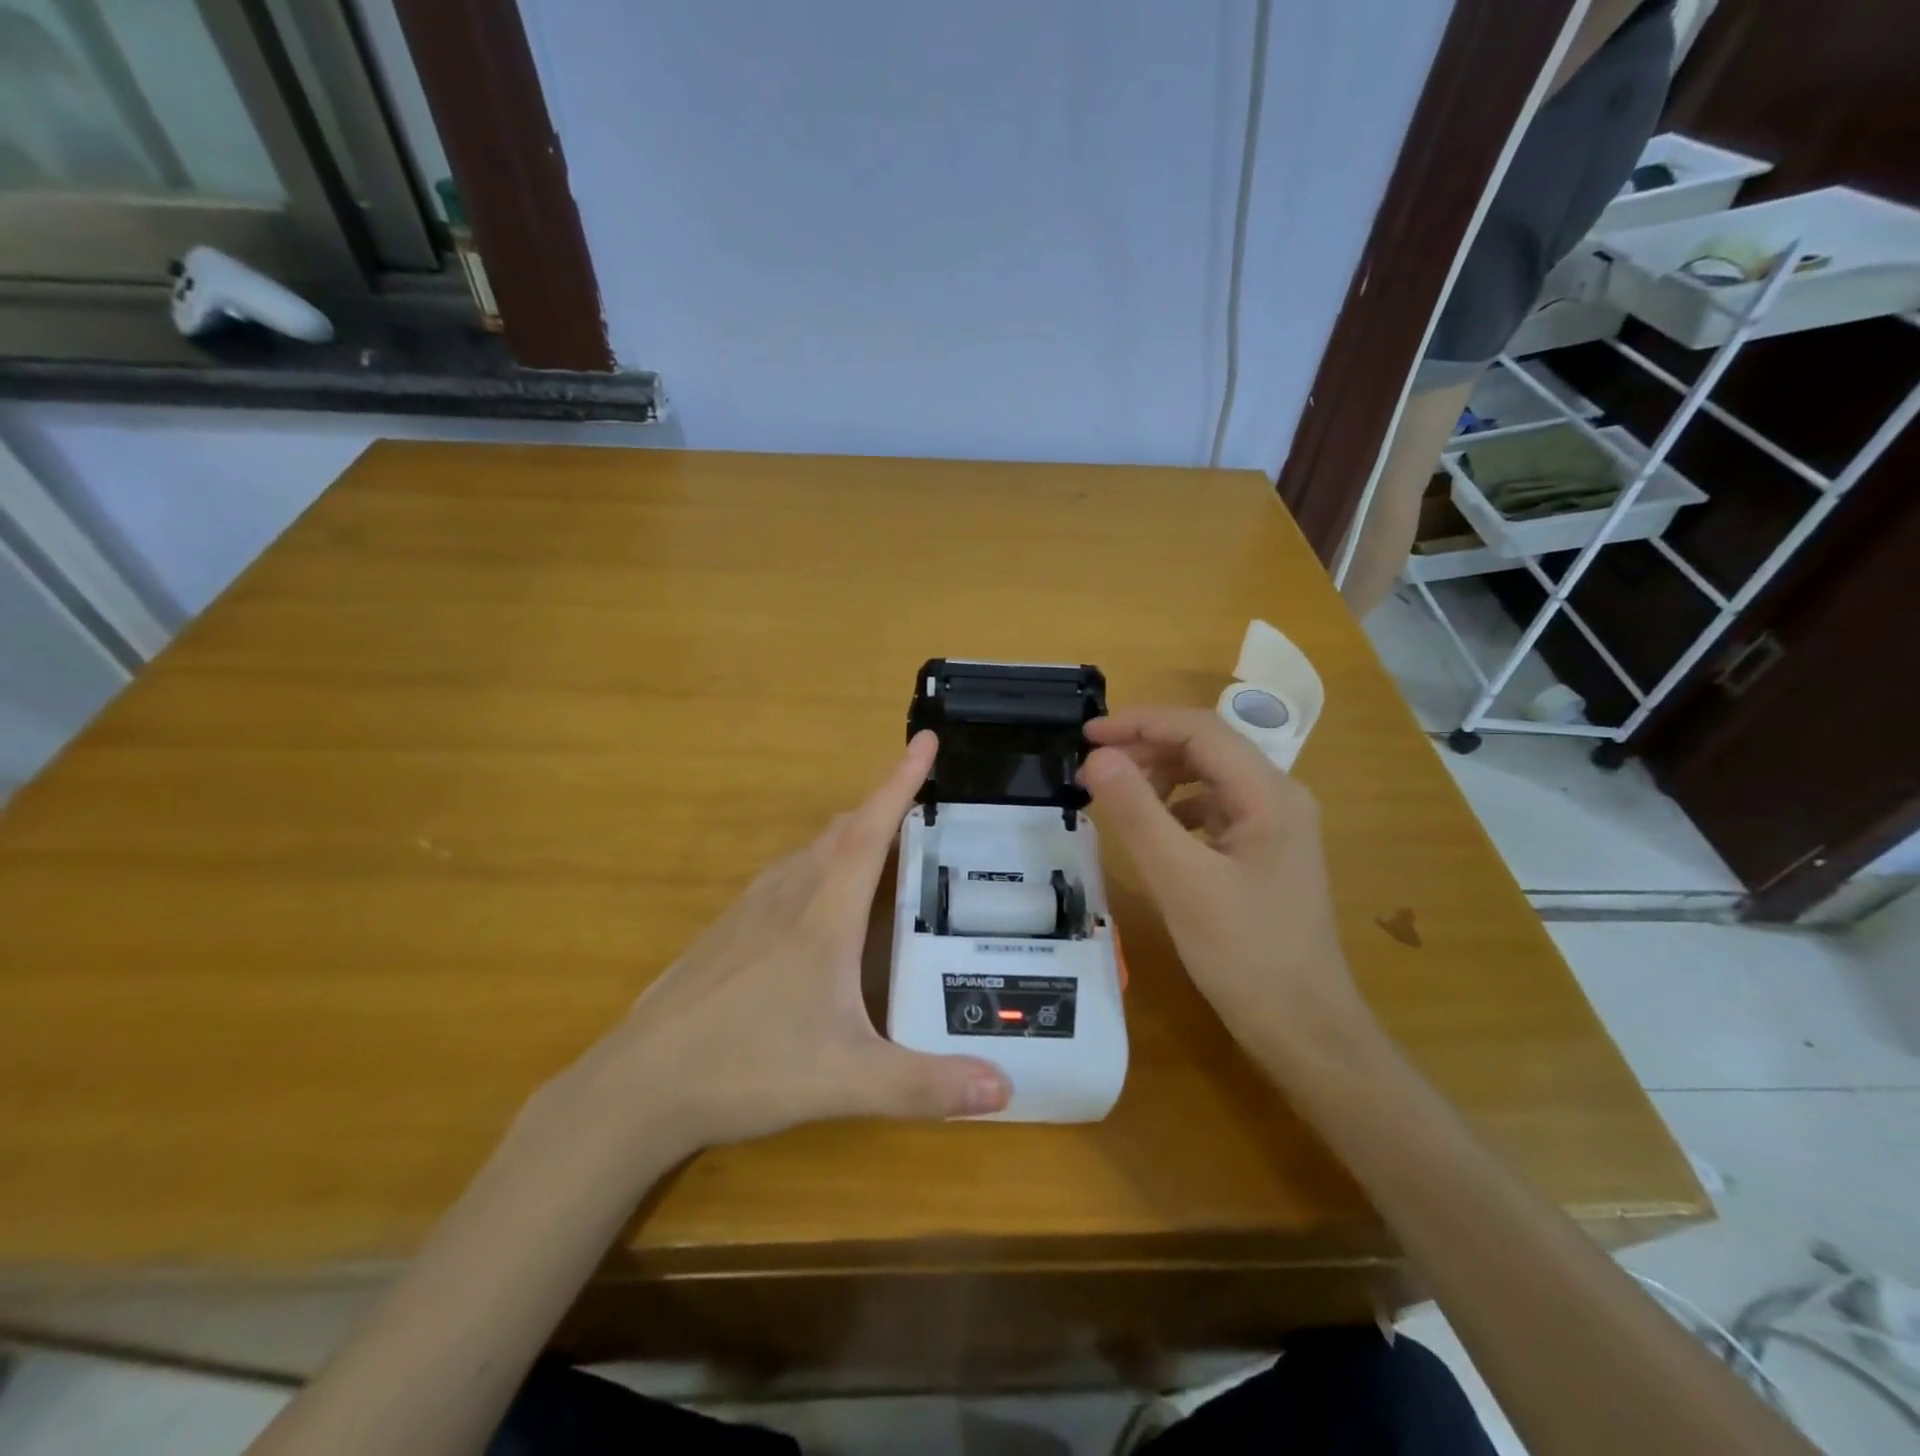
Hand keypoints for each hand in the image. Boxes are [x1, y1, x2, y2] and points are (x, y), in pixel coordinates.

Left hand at [553, 731, 1011, 1154]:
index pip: (872, 831)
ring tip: (880, 849)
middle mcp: (788, 896)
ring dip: (849, 837)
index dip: (901, 782)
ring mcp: (749, 910)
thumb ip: (925, 1086)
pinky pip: (783, 877)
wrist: (638, 1085)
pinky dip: (816, 866)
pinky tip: (816, 903)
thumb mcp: (846, 1081)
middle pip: (842, 833)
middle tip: (920, 808)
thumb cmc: (747, 1067)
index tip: (924, 738)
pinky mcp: (726, 931)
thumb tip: (1006, 1090)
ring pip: (809, 852)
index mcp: (824, 915)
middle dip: (882, 809)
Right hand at [1079, 707, 1372, 1068]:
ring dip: (1159, 777)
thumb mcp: (1182, 881)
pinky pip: (1213, 811)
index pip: (1199, 730)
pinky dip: (1175, 808)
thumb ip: (1137, 813)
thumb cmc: (1245, 954)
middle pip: (1206, 748)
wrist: (1305, 1030)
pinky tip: (1151, 830)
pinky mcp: (1263, 856)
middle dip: (1146, 749)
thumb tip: (1097, 758)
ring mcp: (1275, 828)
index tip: (1087, 735)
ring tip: (1114, 795)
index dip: (1140, 723)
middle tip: (1092, 769)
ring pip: (1208, 778)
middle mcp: (1278, 798)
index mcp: (1269, 793)